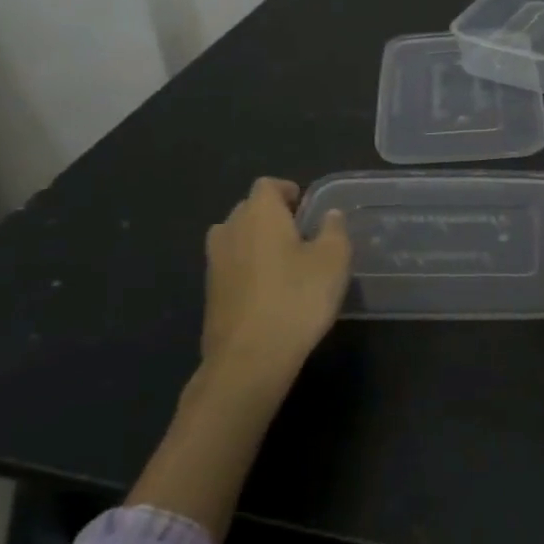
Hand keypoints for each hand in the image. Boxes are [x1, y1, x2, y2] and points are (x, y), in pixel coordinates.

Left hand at [202, 178, 351, 377]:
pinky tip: (269, 291)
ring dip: (256, 242)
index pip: (267, 185)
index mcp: (259, 214)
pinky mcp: (209, 294)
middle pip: (248, 209)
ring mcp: (214, 263)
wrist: (249, 358)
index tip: (306, 207)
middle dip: (272, 215)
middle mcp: (230, 230)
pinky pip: (230, 267)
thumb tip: (329, 215)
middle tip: (301, 234)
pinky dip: (247, 269)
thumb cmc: (297, 298)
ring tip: (284, 261)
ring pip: (235, 238)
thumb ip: (334, 230)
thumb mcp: (333, 260)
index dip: (287, 191)